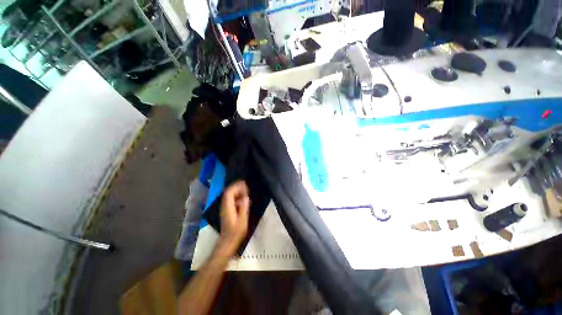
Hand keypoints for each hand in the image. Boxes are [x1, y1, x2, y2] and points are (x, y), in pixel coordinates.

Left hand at [216, 181, 249, 257]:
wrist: (227, 242)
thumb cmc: (236, 232)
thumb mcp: (243, 220)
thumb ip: (244, 207)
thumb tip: (246, 196)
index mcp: (228, 207)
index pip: (229, 192)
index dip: (236, 186)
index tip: (245, 184)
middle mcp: (224, 206)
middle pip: (228, 192)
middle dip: (237, 187)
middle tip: (247, 187)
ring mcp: (224, 208)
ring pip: (229, 196)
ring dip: (237, 192)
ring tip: (247, 192)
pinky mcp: (226, 211)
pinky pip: (231, 200)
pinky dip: (237, 197)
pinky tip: (244, 200)